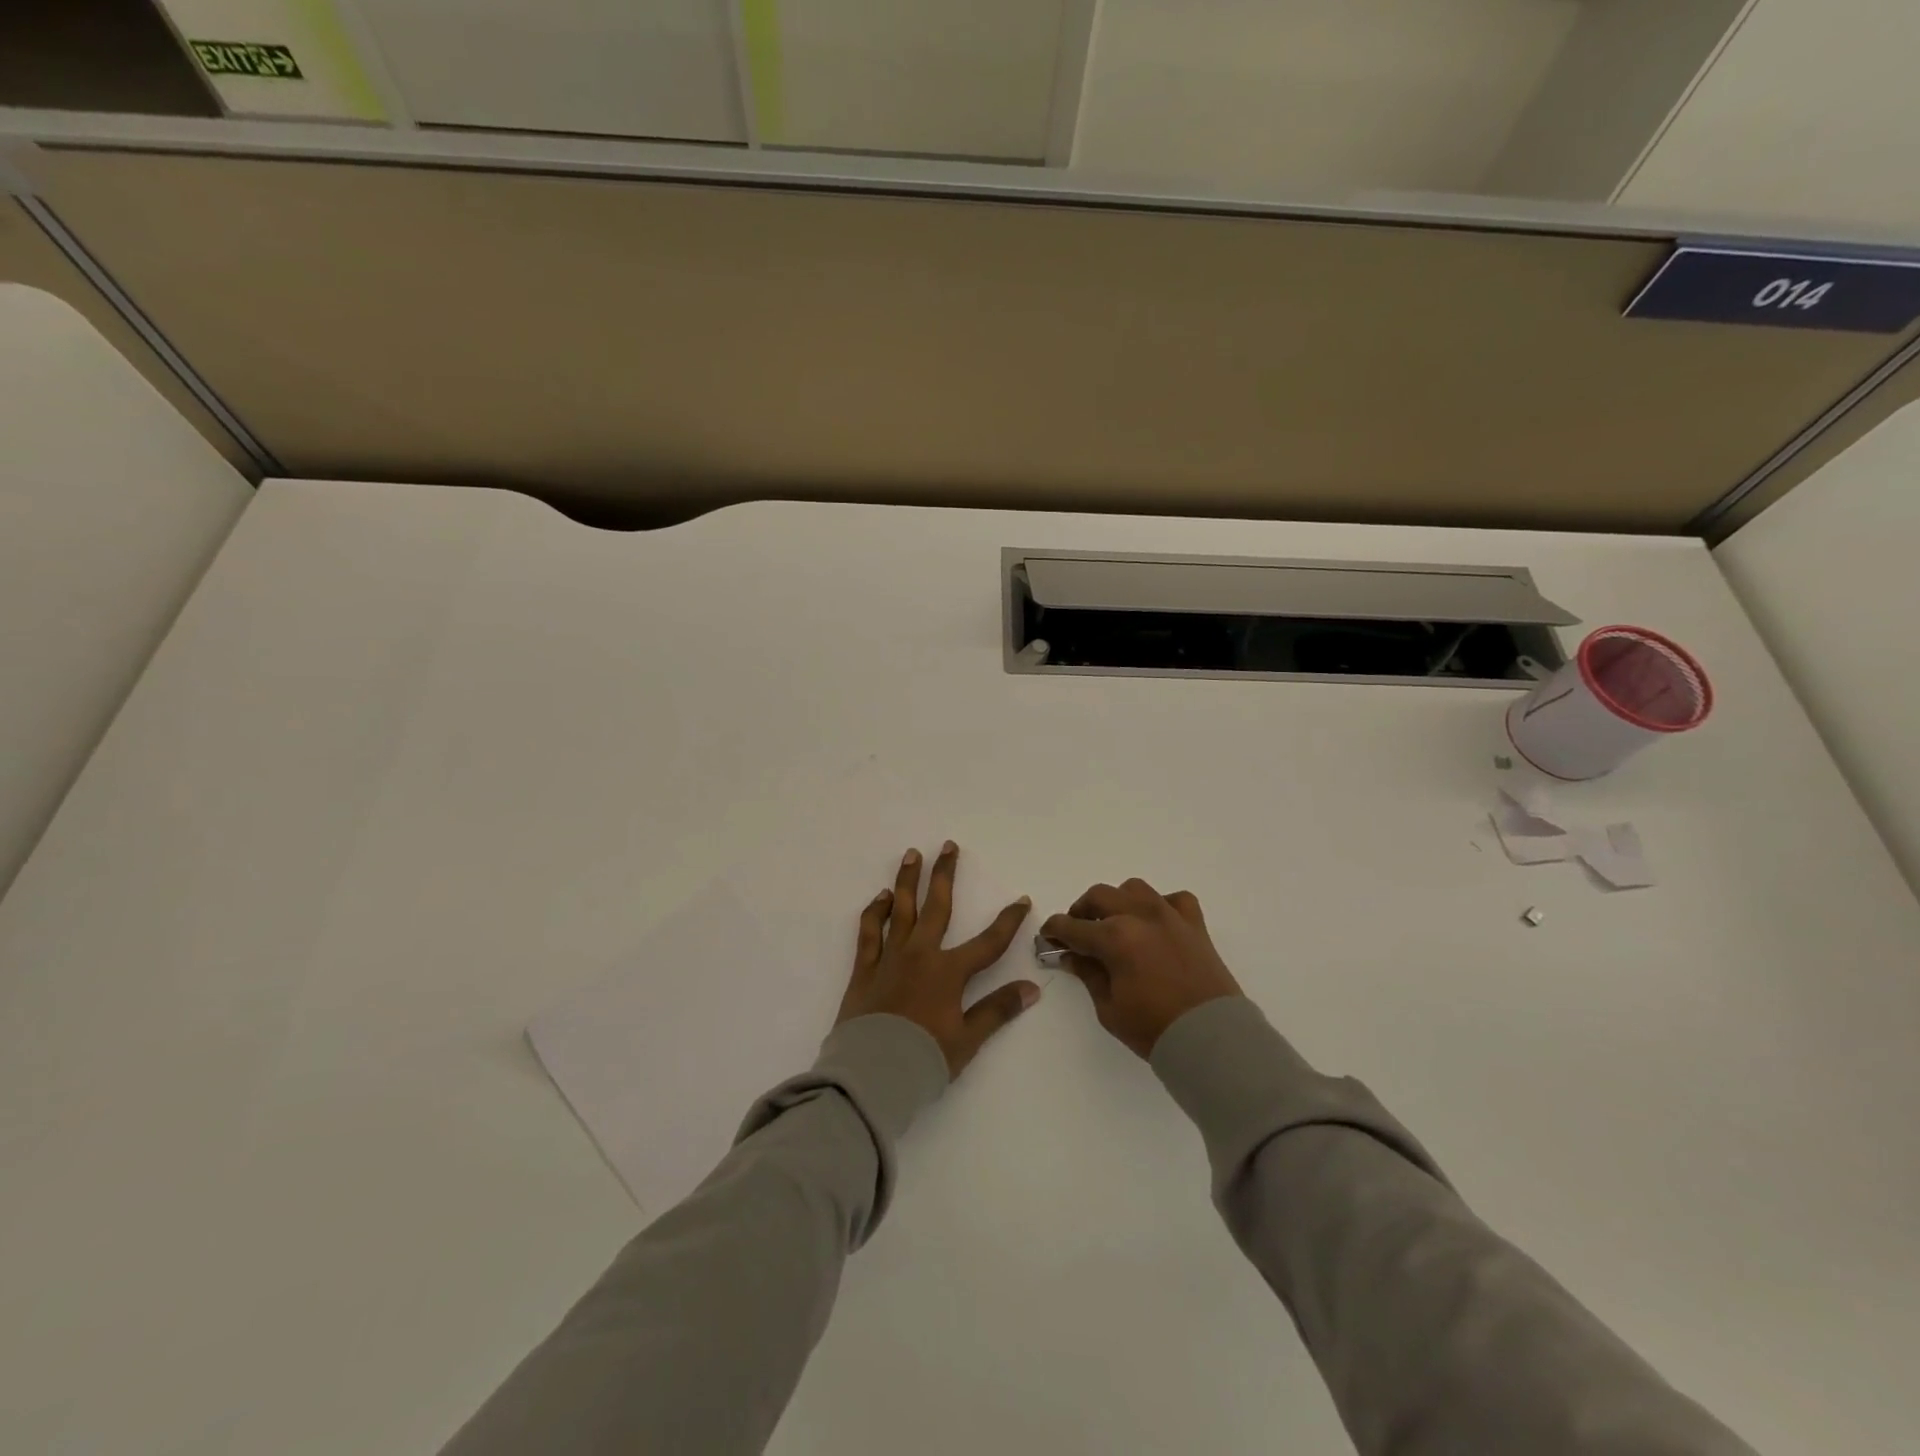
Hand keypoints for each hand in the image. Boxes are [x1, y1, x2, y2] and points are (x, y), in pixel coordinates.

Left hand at [835, 842, 1038, 1076]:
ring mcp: (890, 958)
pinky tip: (881, 898)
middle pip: (937, 907)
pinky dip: (875, 912)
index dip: (1007, 921)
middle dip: (945, 874)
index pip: (988, 942)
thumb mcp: (968, 1039)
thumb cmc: (924, 1059)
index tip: (1022, 900)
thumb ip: (998, 1010)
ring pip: (901, 910)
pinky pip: (870, 932)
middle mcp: (920, 955)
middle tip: (948, 846)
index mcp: (949, 972)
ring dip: (907, 881)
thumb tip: (1033, 988)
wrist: (872, 1074)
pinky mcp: (865, 969)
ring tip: (912, 854)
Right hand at [1042, 879, 1241, 1058]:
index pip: (1072, 926)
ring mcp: (1170, 916)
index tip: (1047, 936)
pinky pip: (1174, 899)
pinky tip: (1156, 923)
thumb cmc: (1154, 1028)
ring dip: (1117, 901)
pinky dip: (1160, 905)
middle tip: (1077, 930)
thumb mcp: (1109, 1007)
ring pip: (1134, 889)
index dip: (1054, 930)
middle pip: (1099, 896)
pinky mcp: (1195, 924)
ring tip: (1115, 922)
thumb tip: (1070, 955)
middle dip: (1081, 910)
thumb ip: (1088, 974)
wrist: (1211, 1039)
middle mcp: (1140, 916)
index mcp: (1114, 937)